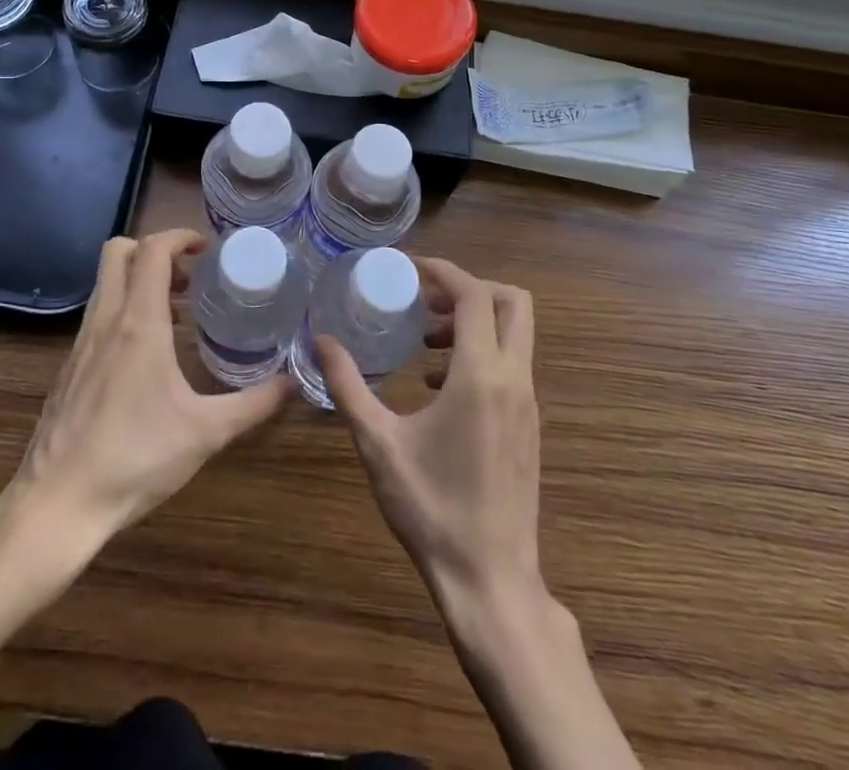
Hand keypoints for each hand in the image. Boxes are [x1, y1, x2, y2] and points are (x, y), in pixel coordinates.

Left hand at [14, 229, 290, 542]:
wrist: (56, 505)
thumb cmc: (135, 459)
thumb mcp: (206, 433)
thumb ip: (253, 404)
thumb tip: (291, 384)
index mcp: (138, 323)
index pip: (153, 250)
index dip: (181, 237)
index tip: (208, 248)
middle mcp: (106, 320)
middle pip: (118, 251)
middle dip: (155, 250)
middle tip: (189, 276)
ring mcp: (82, 343)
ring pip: (105, 283)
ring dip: (139, 280)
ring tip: (177, 314)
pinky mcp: (70, 367)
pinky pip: (98, 315)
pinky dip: (124, 310)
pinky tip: (147, 354)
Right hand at [314, 258, 542, 616]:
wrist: (490, 581)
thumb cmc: (431, 509)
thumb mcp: (378, 444)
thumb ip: (348, 385)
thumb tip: (320, 339)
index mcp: (481, 375)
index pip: (475, 295)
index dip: (443, 271)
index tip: (408, 268)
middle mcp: (514, 380)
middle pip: (513, 303)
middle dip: (470, 289)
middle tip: (425, 300)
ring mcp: (528, 403)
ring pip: (515, 334)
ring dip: (473, 323)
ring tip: (423, 342)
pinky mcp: (529, 425)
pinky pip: (511, 365)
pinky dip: (480, 353)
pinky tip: (436, 386)